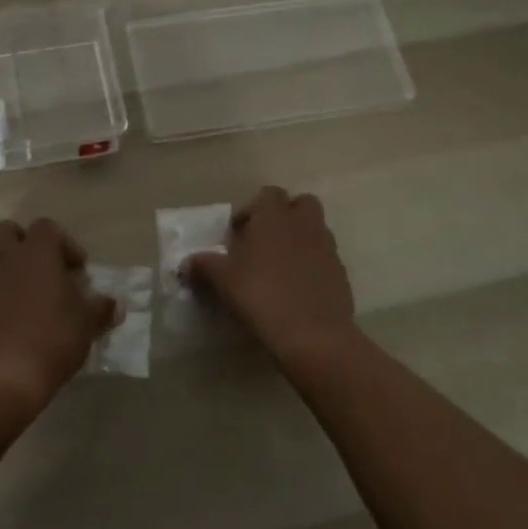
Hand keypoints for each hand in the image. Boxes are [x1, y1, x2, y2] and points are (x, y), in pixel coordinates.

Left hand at [0, 218, 118, 416]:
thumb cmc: (51, 342)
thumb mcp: (86, 326)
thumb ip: (101, 309)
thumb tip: (114, 304)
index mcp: (35, 253)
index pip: (47, 227)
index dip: (64, 244)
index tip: (76, 270)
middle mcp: (2, 258)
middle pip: (8, 232)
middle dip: (24, 245)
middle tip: (42, 273)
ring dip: (4, 272)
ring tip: (21, 301)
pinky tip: (0, 327)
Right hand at [185, 186, 356, 367]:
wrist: (313, 334)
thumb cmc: (262, 295)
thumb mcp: (223, 280)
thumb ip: (204, 265)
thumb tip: (186, 262)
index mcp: (274, 216)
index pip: (268, 194)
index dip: (252, 209)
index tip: (239, 233)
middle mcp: (304, 224)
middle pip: (301, 204)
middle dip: (285, 216)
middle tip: (265, 241)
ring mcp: (327, 247)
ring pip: (315, 229)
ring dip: (300, 239)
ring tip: (280, 267)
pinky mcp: (341, 273)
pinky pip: (325, 258)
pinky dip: (313, 264)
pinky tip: (297, 288)